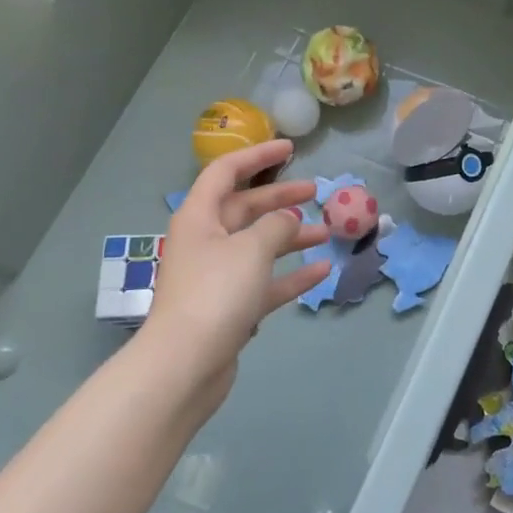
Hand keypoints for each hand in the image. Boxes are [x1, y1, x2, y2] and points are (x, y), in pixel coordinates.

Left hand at [132, 138, 329, 414]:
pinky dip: (291, 275)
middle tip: (316, 192)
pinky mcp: (230, 308)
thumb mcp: (252, 248)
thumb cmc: (215, 292)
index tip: (290, 148)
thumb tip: (288, 221)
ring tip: (327, 233)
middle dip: (280, 199)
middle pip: (245, 209)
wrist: (186, 364)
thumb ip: (276, 226)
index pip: (226, 172)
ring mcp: (217, 277)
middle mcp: (206, 242)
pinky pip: (265, 282)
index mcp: (200, 217)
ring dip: (291, 238)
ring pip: (258, 246)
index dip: (257, 156)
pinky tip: (322, 271)